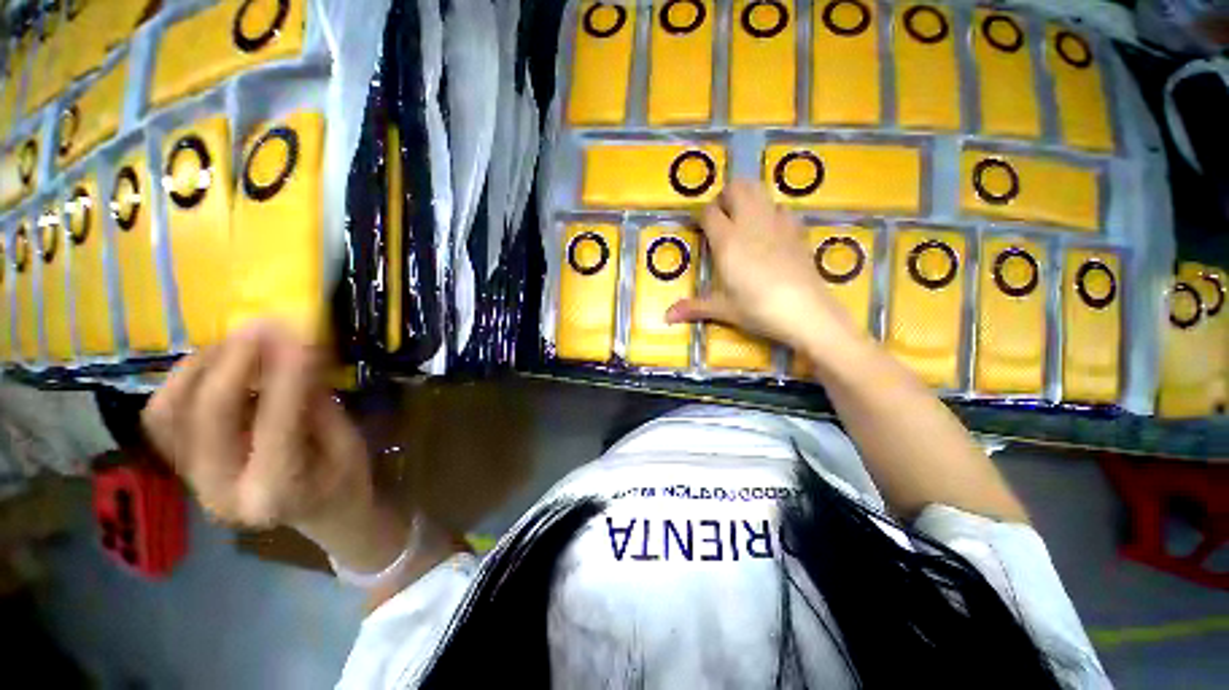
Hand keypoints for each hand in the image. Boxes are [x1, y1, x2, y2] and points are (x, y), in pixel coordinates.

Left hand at [142, 320, 407, 571]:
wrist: (319, 515)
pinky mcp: (183, 467)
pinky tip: (216, 363)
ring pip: (171, 413)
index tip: (299, 333)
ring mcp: (193, 481)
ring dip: (200, 367)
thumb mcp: (347, 443)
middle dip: (234, 362)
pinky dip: (184, 381)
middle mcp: (221, 490)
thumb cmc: (345, 482)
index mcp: (275, 493)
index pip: (276, 423)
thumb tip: (298, 352)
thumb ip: (317, 403)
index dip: (287, 373)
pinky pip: (165, 417)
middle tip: (262, 325)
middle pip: (209, 416)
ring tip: (237, 341)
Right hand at [666, 181, 858, 355]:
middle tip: (721, 218)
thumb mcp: (722, 309)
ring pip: (760, 190)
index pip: (709, 213)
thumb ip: (693, 307)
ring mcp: (777, 222)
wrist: (805, 310)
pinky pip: (781, 208)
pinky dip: (771, 212)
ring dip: (748, 197)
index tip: (700, 229)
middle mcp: (750, 223)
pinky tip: (770, 232)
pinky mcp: (797, 229)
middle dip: (725, 196)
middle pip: (736, 188)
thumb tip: (666, 318)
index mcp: (727, 241)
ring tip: (743, 220)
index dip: (702, 217)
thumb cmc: (757, 309)